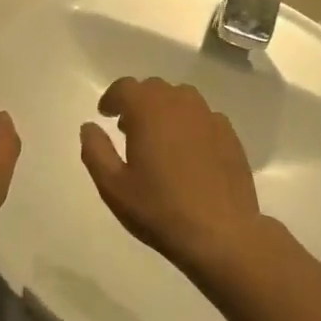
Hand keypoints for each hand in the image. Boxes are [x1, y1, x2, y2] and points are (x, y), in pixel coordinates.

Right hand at [79, 77, 278, 274]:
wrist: (220, 233)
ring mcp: (209, 118)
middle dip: (138, 102)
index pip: (125, 87)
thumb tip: (89, 127)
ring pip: (181, 98)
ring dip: (165, 109)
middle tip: (128, 128)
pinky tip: (188, 152)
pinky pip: (204, 117)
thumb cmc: (159, 209)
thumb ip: (95, 151)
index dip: (112, 98)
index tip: (106, 114)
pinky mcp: (230, 135)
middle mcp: (180, 104)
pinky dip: (189, 124)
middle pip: (154, 88)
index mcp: (148, 110)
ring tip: (159, 137)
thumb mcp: (113, 186)